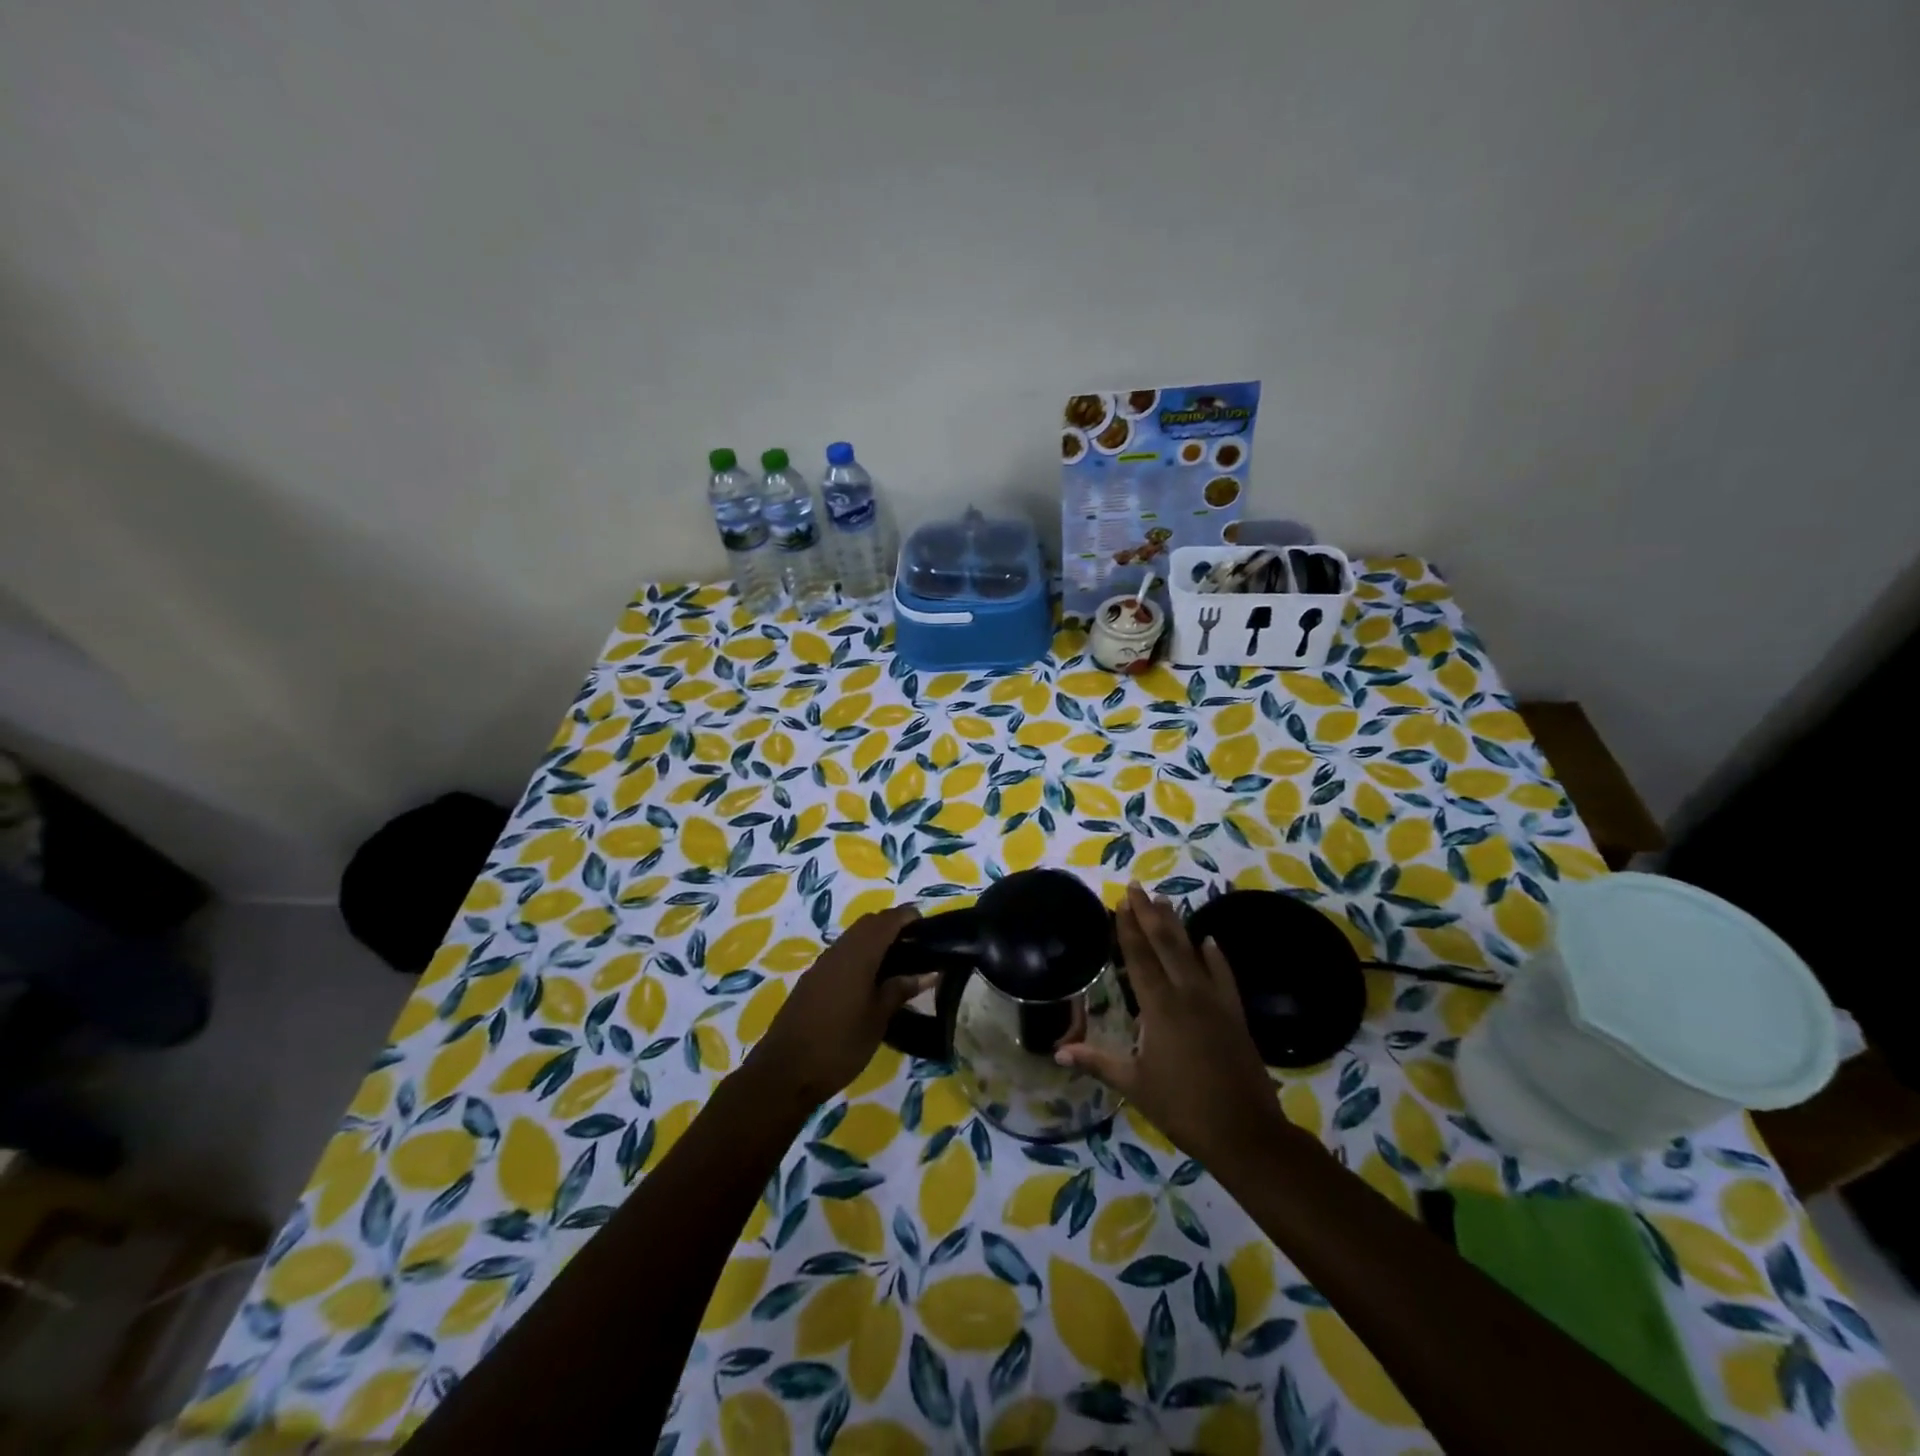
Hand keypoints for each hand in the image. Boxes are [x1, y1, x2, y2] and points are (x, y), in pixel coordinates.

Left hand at [746, 907, 931, 1106]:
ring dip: (874, 940)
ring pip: (852, 938)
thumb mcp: (877, 1020)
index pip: (886, 920)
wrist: (784, 1072)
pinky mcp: (811, 980)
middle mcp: (838, 951)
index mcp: (858, 955)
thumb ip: (900, 990)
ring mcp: (821, 965)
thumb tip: (927, 973)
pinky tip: (869, 981)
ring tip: (896, 963)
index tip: (927, 925)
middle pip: (868, 923)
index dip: (907, 916)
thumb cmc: (839, 1045)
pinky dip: (859, 955)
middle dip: (891, 926)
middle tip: (915, 945)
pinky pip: (840, 954)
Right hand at [1056, 884, 1285, 1172]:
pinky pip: (1223, 975)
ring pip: (1192, 952)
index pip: (1139, 958)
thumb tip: (1056, 1050)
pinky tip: (1208, 940)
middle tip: (1137, 886)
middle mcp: (1187, 994)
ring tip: (1164, 900)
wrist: (1245, 1132)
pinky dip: (1214, 955)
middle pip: (1165, 944)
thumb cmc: (1182, 1108)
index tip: (1120, 902)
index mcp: (1160, 1008)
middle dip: (1148, 914)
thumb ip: (1097, 1062)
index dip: (1127, 928)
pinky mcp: (1234, 1014)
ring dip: (1177, 925)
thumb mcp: (1134, 1085)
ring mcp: (1215, 1001)